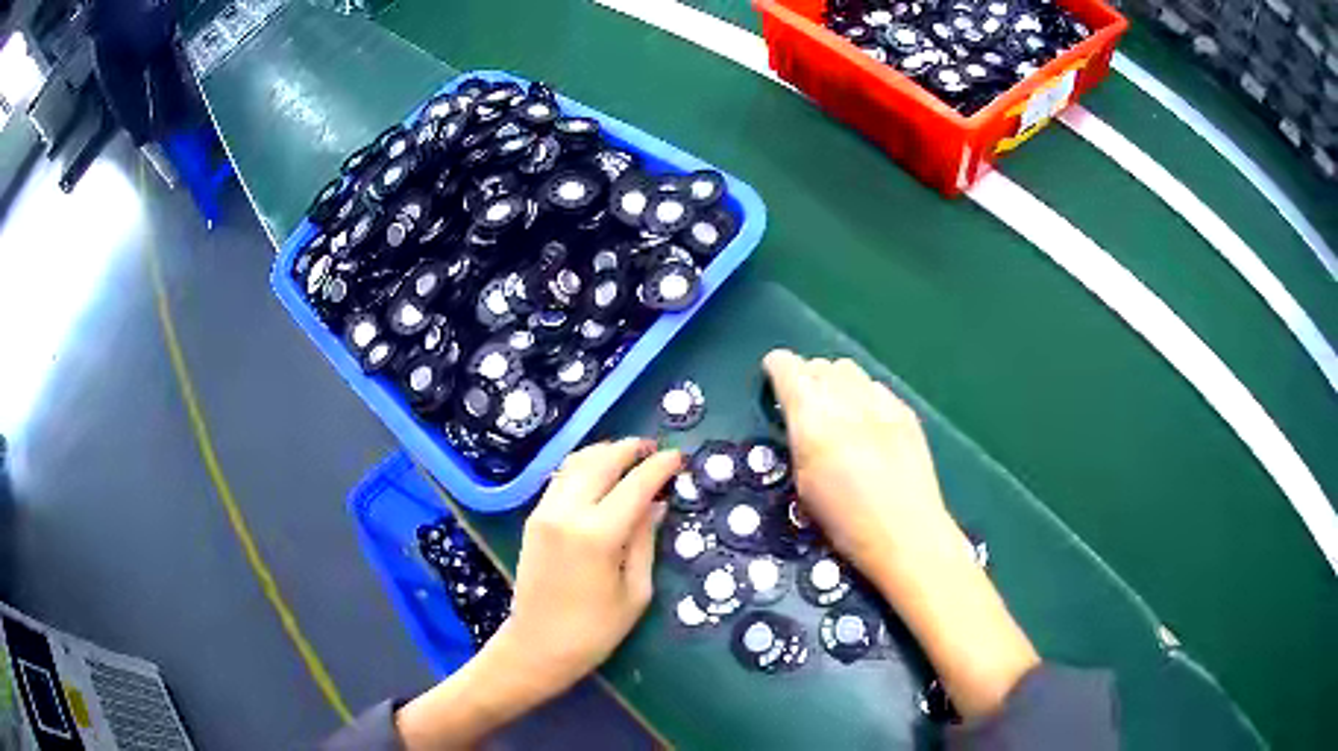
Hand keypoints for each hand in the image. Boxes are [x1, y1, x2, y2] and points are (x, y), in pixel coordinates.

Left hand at [500, 438, 680, 688]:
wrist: (537, 646)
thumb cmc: (595, 630)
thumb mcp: (635, 592)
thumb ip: (645, 541)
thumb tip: (657, 505)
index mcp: (597, 535)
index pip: (635, 485)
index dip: (659, 467)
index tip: (678, 457)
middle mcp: (567, 513)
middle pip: (602, 462)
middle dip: (631, 449)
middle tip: (654, 449)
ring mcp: (545, 512)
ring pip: (576, 463)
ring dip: (605, 453)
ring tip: (629, 456)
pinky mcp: (533, 519)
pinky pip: (560, 478)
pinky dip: (583, 466)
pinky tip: (599, 474)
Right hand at [762, 349, 952, 576]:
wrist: (906, 534)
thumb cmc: (845, 523)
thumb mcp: (804, 484)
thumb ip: (799, 439)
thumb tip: (799, 417)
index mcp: (812, 419)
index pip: (788, 367)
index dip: (778, 368)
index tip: (774, 377)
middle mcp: (846, 400)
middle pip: (819, 365)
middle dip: (807, 377)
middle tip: (806, 404)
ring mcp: (880, 403)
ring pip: (849, 369)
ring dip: (836, 382)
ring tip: (837, 409)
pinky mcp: (906, 411)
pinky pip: (876, 387)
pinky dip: (864, 395)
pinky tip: (868, 423)